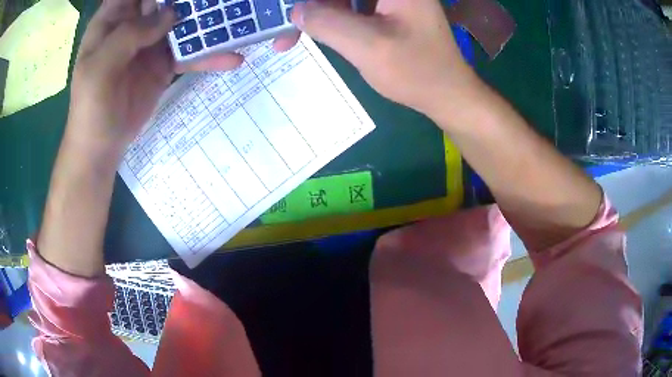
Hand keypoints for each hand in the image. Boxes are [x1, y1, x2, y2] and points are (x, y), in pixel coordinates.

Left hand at [67, 0, 299, 155]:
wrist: (101, 148)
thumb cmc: (91, 108)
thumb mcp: (100, 69)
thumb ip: (130, 35)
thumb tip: (171, 14)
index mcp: (112, 20)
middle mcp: (134, 25)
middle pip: (164, 1)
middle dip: (188, 0)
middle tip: (218, 1)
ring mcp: (151, 45)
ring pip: (182, 23)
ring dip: (206, 21)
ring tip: (234, 19)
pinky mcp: (164, 65)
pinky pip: (189, 55)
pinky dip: (209, 56)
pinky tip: (233, 58)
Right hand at [293, 0, 480, 118]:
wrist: (448, 95)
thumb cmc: (417, 72)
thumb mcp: (368, 46)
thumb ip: (328, 22)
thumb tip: (296, 10)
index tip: (290, 10)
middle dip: (310, 6)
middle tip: (285, 28)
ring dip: (317, 13)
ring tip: (291, 36)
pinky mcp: (387, 8)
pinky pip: (351, 5)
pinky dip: (331, 17)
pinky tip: (317, 32)